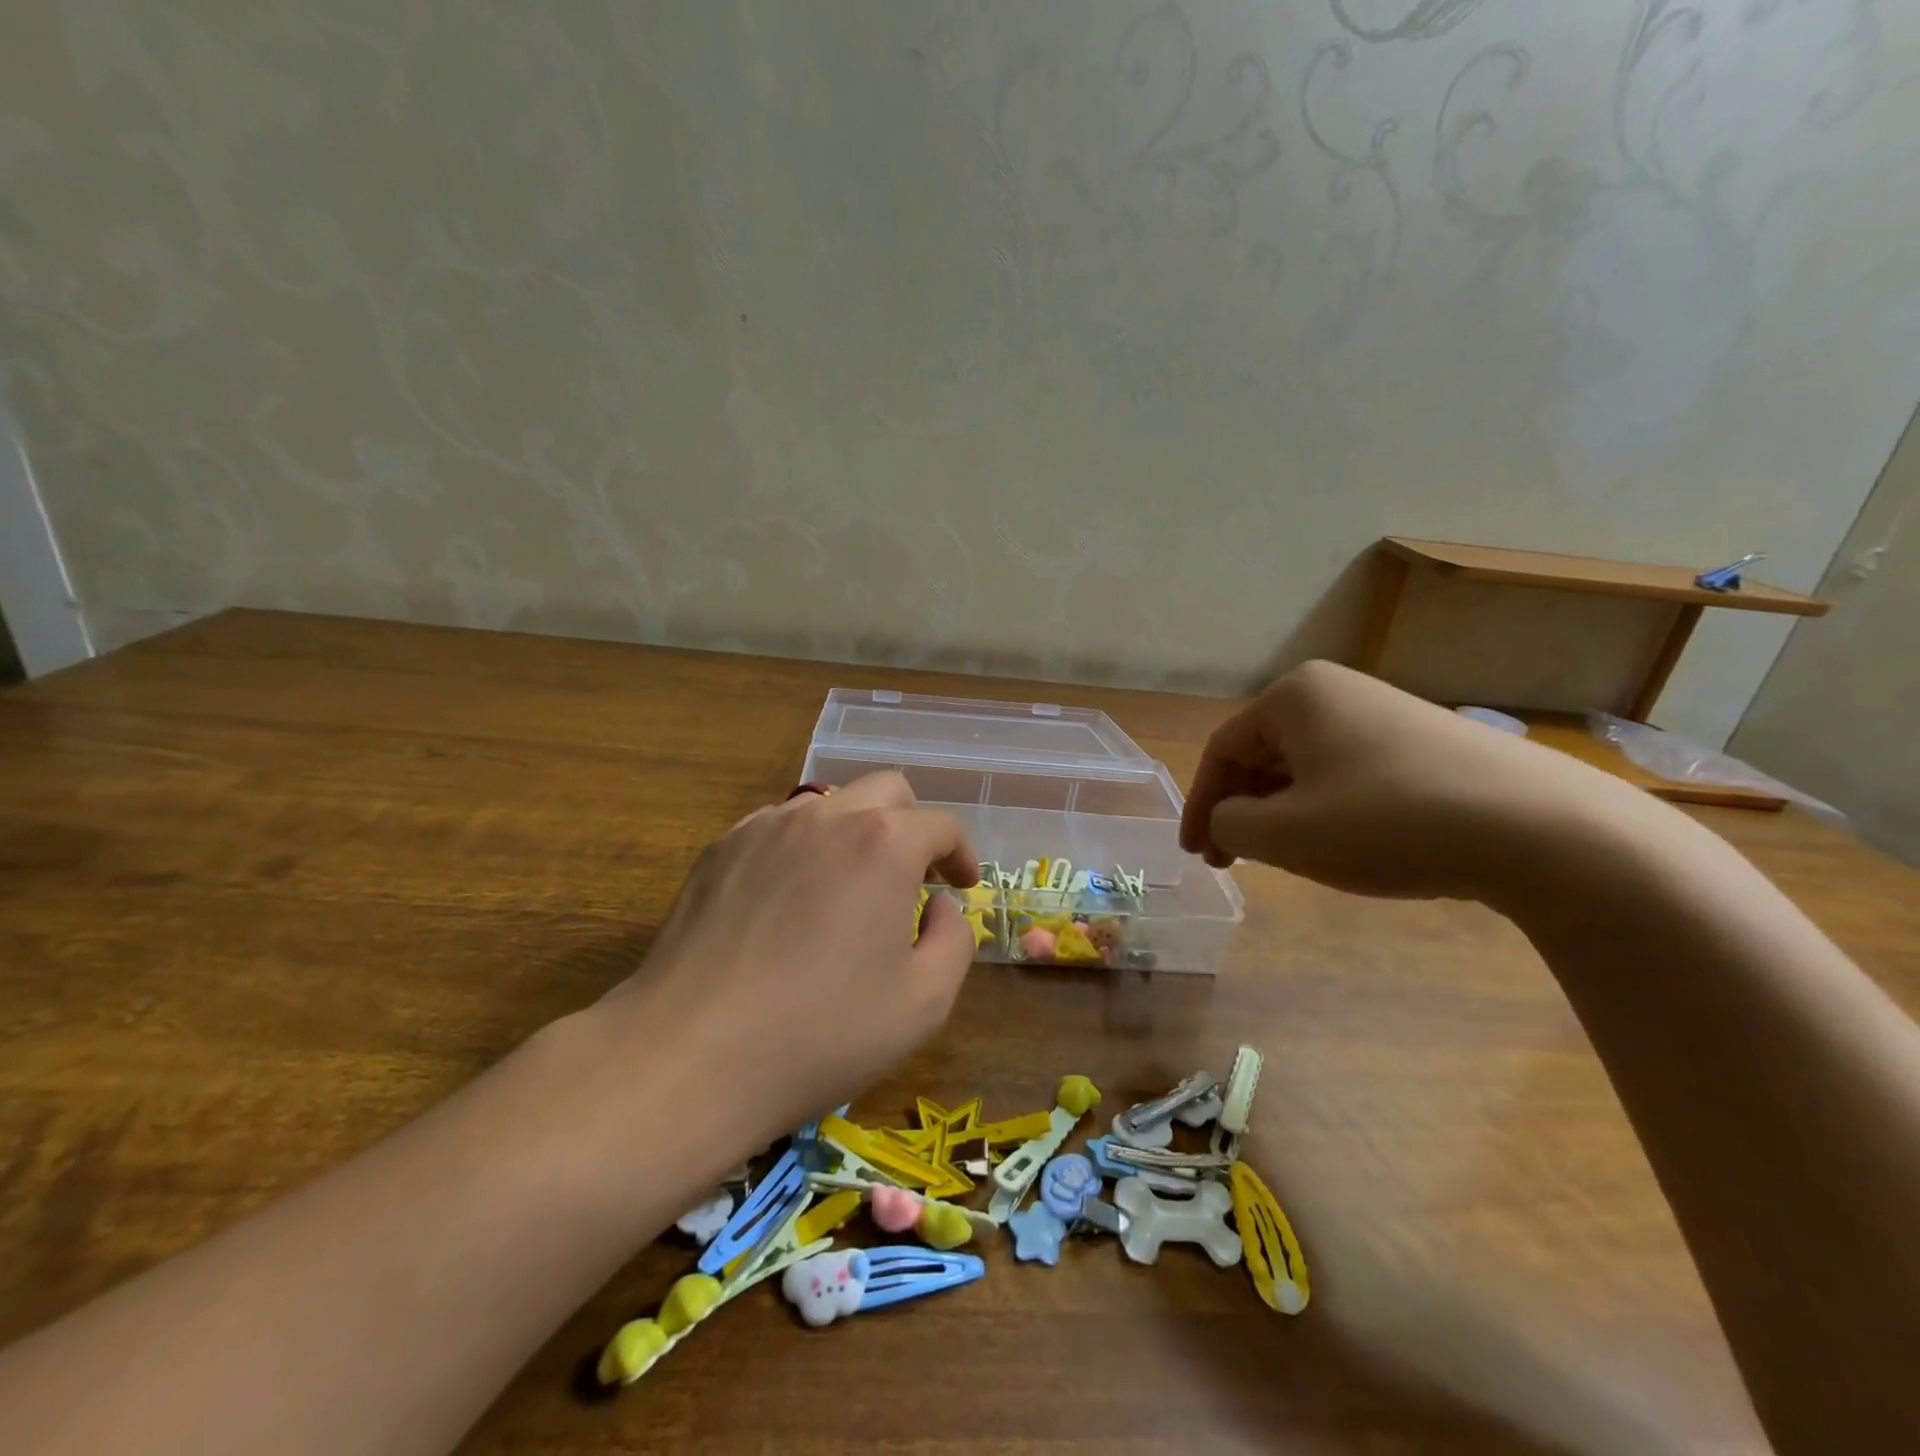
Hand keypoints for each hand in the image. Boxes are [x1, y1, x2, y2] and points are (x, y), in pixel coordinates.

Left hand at [601, 772, 979, 1148]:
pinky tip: (790, 901)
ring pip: (829, 805)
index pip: (941, 824)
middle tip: (913, 877)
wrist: (690, 1056)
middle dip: (912, 825)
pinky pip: (778, 828)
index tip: (961, 885)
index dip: (961, 853)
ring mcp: (765, 826)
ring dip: (856, 834)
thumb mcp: (924, 1002)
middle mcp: (826, 816)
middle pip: (887, 791)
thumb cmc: (822, 1033)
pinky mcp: (720, 849)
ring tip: (849, 891)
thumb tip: (938, 905)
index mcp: (884, 842)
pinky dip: (803, 848)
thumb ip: (954, 938)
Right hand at [1179, 660, 1648, 902]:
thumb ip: (1229, 824)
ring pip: (1304, 767)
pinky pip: (1347, 774)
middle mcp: (1335, 691)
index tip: (1194, 854)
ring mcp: (1383, 714)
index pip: (1223, 751)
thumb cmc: (1388, 822)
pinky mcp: (1422, 744)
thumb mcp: (1285, 834)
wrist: (1542, 831)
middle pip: (1262, 755)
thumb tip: (1229, 819)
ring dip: (1281, 812)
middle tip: (1232, 860)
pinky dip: (1324, 809)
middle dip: (1241, 810)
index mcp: (1293, 696)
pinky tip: (1338, 844)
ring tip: (1282, 857)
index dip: (1200, 806)